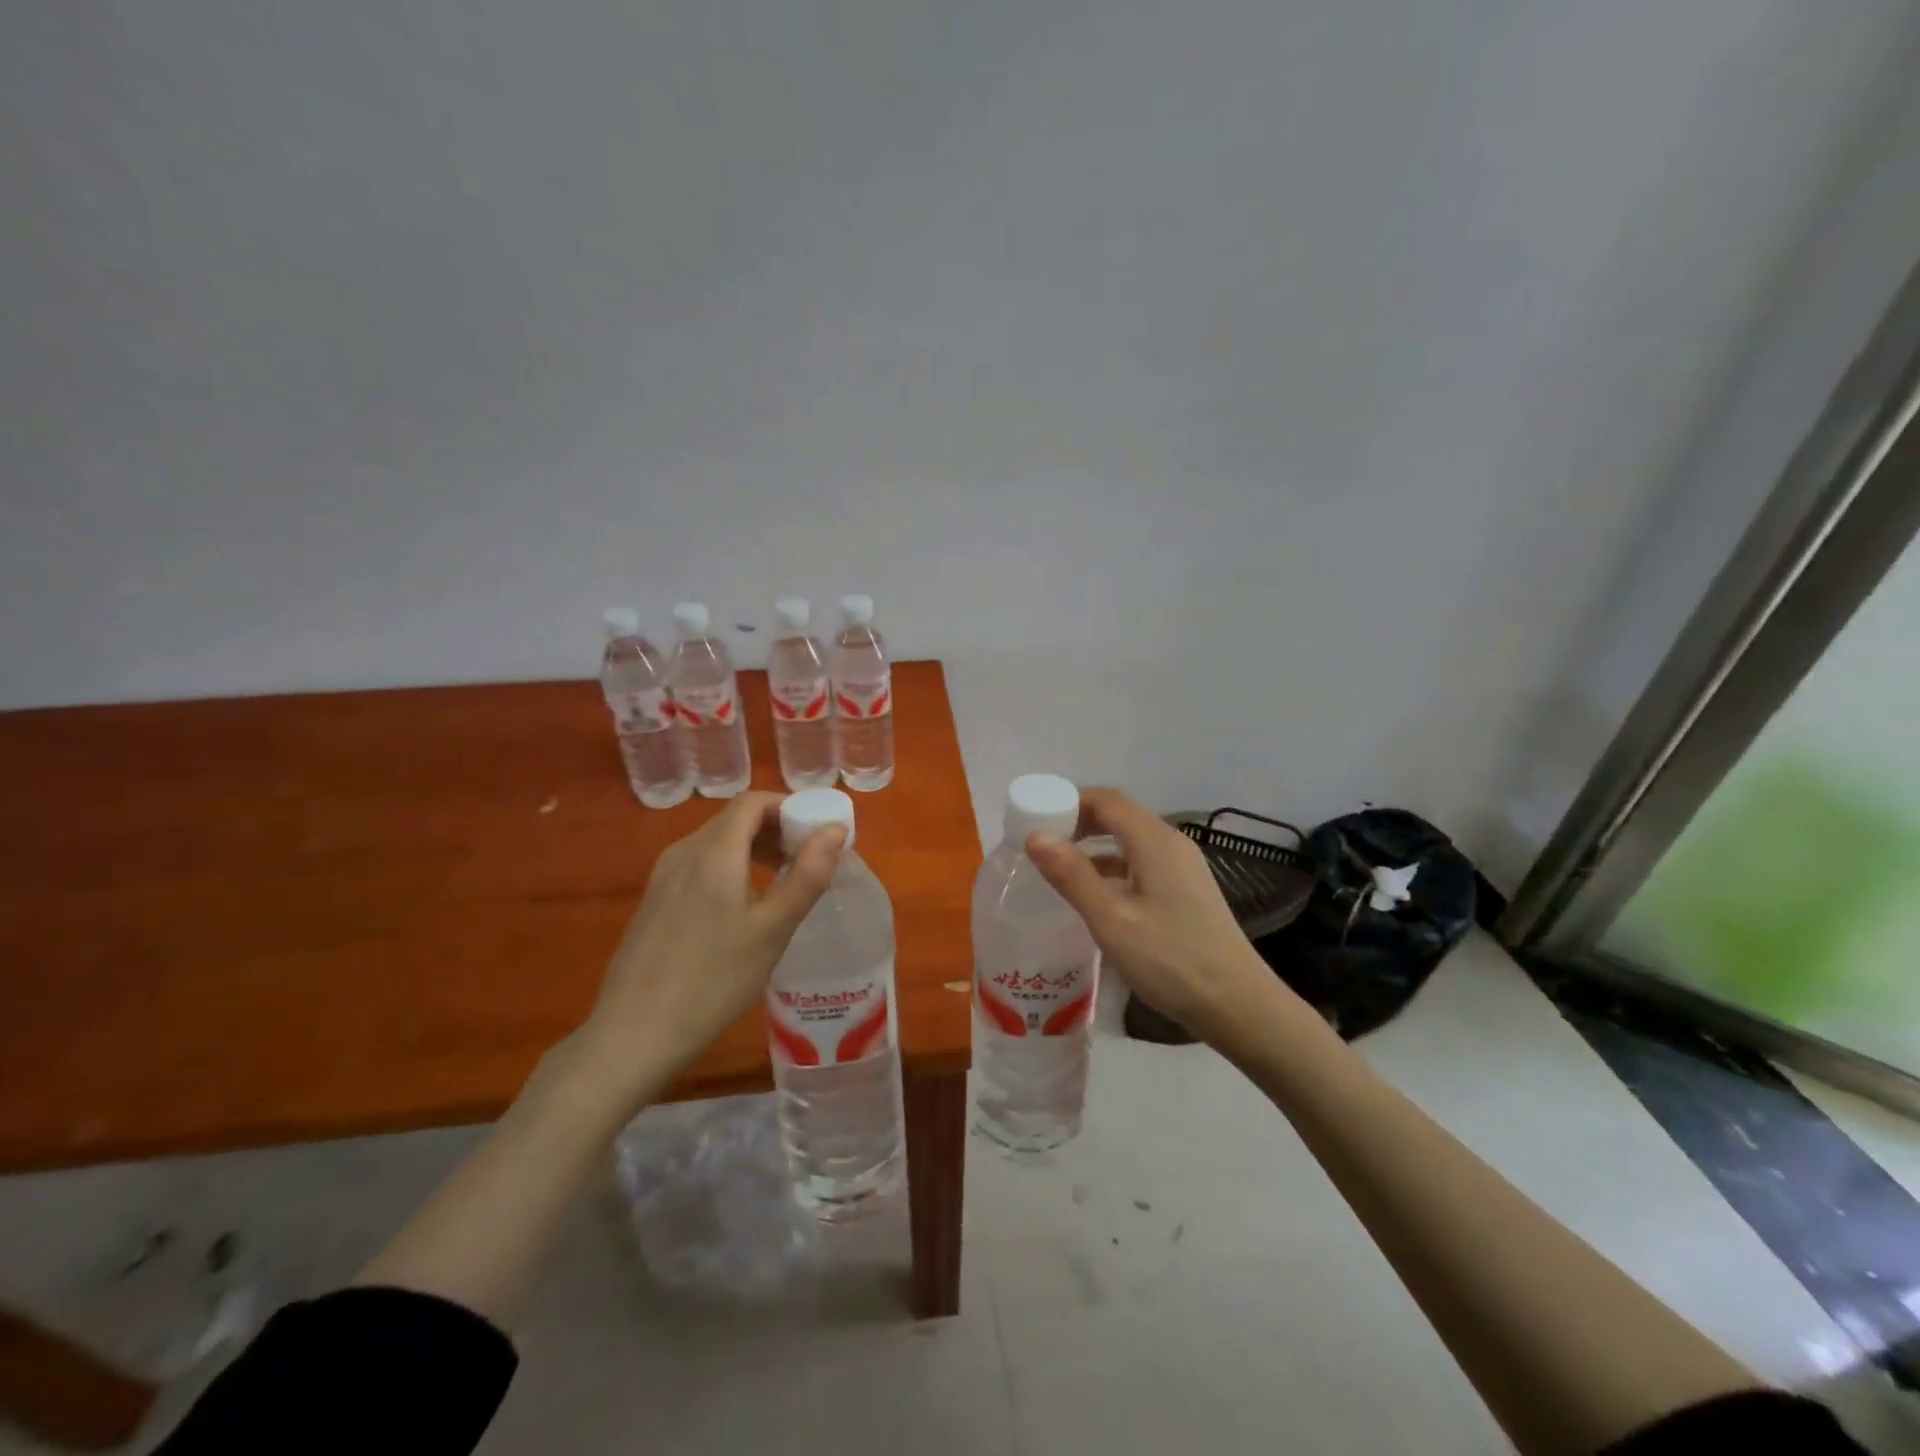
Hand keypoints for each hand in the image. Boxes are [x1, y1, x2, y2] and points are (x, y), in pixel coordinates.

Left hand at [571, 792, 845, 1102]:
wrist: (635, 1033)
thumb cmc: (715, 979)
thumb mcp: (773, 929)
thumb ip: (808, 875)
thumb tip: (834, 830)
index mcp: (714, 851)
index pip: (753, 801)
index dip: (790, 807)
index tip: (818, 832)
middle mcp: (684, 851)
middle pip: (735, 819)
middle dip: (777, 829)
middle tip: (809, 859)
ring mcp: (663, 876)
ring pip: (717, 842)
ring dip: (754, 848)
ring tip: (784, 881)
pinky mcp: (654, 900)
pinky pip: (699, 864)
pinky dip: (731, 866)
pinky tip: (743, 906)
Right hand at [1025, 787, 1302, 1047]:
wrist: (1237, 1005)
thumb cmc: (1170, 960)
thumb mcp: (1112, 920)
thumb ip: (1072, 875)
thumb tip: (1035, 835)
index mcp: (1154, 841)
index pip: (1107, 799)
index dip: (1069, 801)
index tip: (1035, 820)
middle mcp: (1171, 843)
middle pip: (1119, 815)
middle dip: (1078, 822)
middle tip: (1041, 846)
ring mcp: (1183, 867)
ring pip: (1130, 841)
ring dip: (1094, 847)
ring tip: (1058, 871)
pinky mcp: (1186, 890)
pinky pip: (1141, 863)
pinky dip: (1113, 868)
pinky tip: (1095, 897)